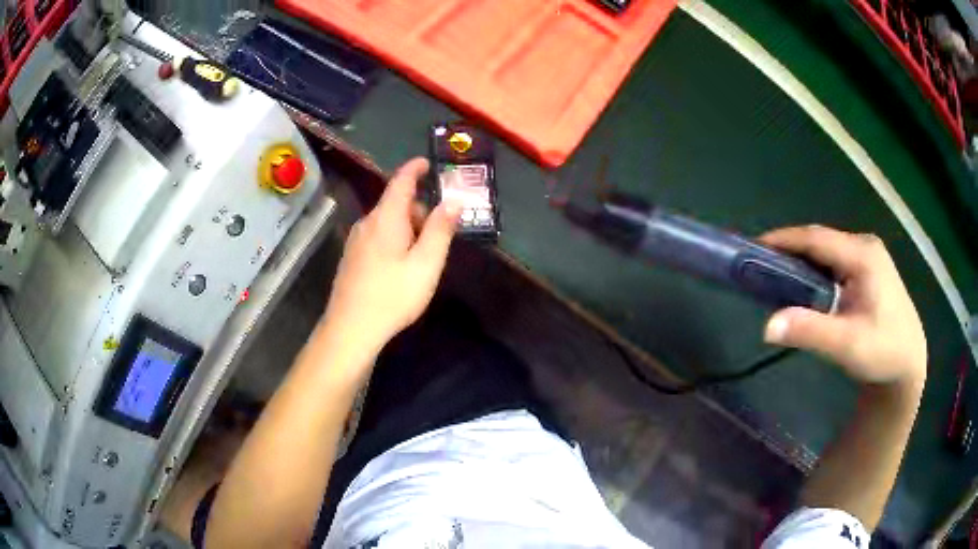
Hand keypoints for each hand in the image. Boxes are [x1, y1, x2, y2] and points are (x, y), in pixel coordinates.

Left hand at [323, 158, 459, 352]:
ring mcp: (356, 240)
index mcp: (386, 217)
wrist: (351, 328)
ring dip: (408, 228)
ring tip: (423, 257)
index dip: (415, 168)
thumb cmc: (393, 295)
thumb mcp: (426, 264)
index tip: (428, 163)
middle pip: (396, 204)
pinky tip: (401, 267)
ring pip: (387, 222)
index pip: (401, 181)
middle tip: (440, 235)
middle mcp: (367, 222)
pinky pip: (377, 236)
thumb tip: (454, 201)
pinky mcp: (351, 257)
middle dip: (420, 210)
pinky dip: (394, 239)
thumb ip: (441, 229)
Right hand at [759, 225, 926, 390]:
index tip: (753, 247)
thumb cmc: (883, 353)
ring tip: (777, 275)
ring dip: (802, 260)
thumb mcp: (848, 345)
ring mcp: (869, 257)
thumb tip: (767, 326)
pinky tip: (806, 286)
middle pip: (821, 241)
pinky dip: (815, 269)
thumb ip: (810, 332)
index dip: (784, 239)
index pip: (816, 238)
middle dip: (790, 249)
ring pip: (828, 251)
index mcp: (863, 255)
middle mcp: (865, 247)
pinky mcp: (869, 269)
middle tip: (760, 265)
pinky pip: (835, 261)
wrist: (909, 363)